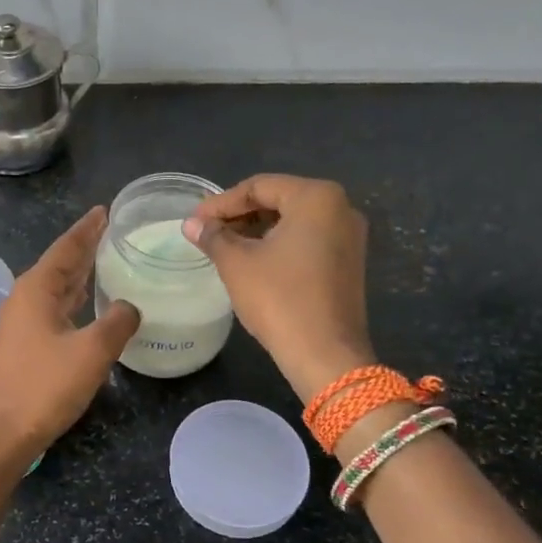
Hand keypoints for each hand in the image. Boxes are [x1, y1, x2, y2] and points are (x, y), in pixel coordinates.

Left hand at [0, 207, 140, 457]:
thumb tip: (129, 306)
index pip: (66, 248)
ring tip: (103, 258)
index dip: (87, 229)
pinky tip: (87, 304)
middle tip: (110, 230)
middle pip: (58, 264)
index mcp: (36, 290)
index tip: (105, 210)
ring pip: (54, 287)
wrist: (2, 433)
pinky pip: (52, 308)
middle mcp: (23, 299)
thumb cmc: (45, 386)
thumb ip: (117, 322)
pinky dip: (72, 298)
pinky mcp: (22, 345)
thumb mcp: (92, 352)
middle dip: (83, 247)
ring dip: (78, 273)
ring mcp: (19, 323)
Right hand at [183, 175, 373, 402]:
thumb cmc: (280, 299)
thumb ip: (214, 236)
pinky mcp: (349, 261)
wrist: (326, 355)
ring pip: (293, 221)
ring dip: (257, 230)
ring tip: (223, 247)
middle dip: (239, 215)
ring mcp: (349, 236)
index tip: (194, 222)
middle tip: (206, 233)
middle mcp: (340, 207)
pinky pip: (307, 240)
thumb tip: (192, 224)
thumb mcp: (237, 263)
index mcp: (316, 197)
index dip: (221, 203)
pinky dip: (278, 244)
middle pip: (278, 200)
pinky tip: (252, 261)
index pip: (258, 187)